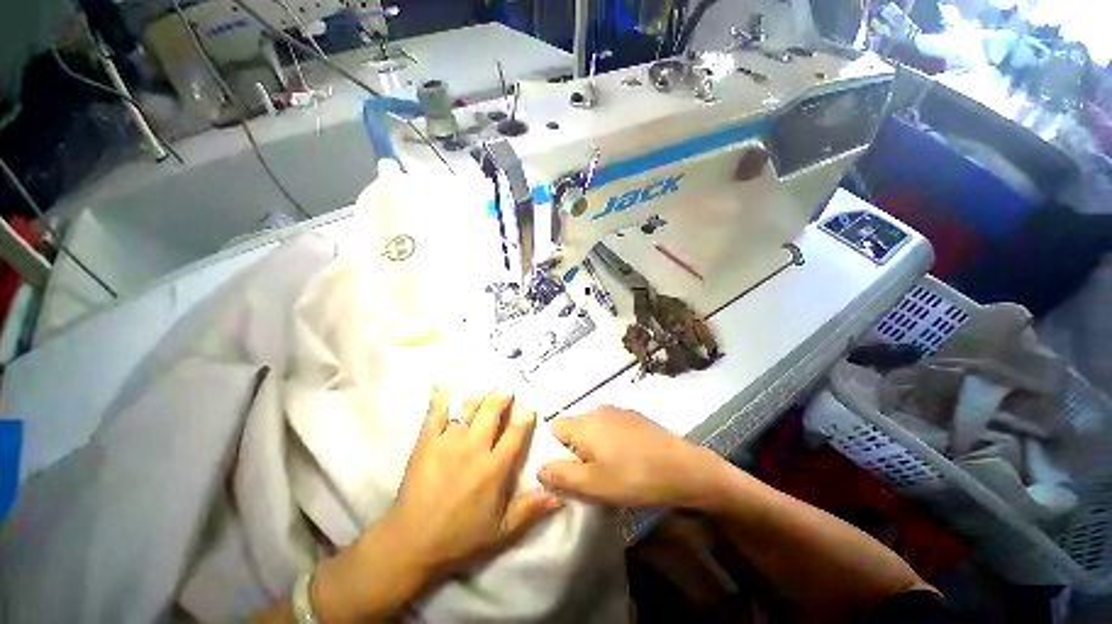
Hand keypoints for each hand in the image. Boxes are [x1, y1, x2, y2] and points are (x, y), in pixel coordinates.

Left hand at [386, 388, 563, 575]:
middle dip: (502, 398)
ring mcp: (448, 441)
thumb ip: (531, 509)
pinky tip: (442, 385)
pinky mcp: (427, 442)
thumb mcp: (502, 531)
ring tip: (484, 396)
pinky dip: (439, 397)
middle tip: (506, 395)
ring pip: (468, 407)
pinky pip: (435, 413)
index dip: (525, 417)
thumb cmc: (460, 538)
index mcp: (495, 467)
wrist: (411, 544)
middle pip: (492, 411)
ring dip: (479, 397)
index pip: (516, 432)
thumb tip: (560, 496)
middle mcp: (474, 448)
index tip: (528, 410)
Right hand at [536, 406, 724, 507]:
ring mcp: (618, 411)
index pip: (555, 427)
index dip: (555, 449)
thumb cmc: (633, 477)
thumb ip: (561, 475)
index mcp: (584, 424)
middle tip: (589, 473)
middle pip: (574, 426)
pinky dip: (610, 438)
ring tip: (609, 467)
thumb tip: (539, 467)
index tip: (568, 469)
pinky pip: (611, 425)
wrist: (682, 468)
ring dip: (594, 444)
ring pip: (593, 426)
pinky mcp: (634, 416)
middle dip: (575, 448)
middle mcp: (597, 410)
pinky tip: (627, 456)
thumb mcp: (592, 485)